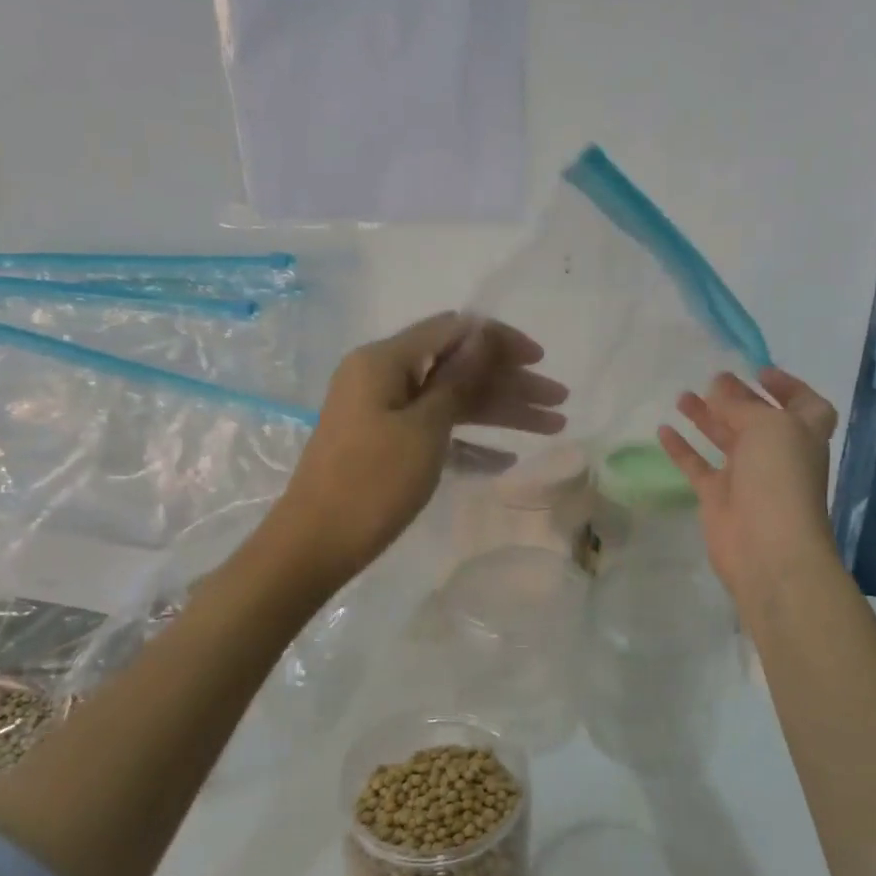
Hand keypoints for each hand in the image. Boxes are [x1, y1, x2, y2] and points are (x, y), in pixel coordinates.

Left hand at [267, 312, 566, 584]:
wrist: (315, 545)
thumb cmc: (371, 483)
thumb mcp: (424, 428)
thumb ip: (458, 379)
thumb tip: (484, 332)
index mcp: (384, 360)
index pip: (453, 331)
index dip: (500, 341)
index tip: (541, 360)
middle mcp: (383, 377)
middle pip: (458, 368)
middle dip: (511, 382)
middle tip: (560, 402)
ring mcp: (383, 412)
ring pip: (452, 402)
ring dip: (501, 412)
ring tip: (553, 427)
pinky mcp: (385, 445)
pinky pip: (436, 432)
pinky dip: (470, 442)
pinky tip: (506, 459)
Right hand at [658, 369, 840, 603]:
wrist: (767, 547)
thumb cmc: (780, 477)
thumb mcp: (767, 426)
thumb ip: (740, 405)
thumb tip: (719, 388)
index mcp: (802, 434)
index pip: (805, 405)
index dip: (788, 387)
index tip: (759, 372)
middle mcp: (777, 453)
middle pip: (757, 419)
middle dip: (738, 398)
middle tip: (712, 380)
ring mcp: (746, 477)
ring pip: (725, 439)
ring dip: (707, 417)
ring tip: (682, 396)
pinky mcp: (718, 497)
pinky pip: (698, 466)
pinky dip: (682, 448)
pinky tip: (663, 429)